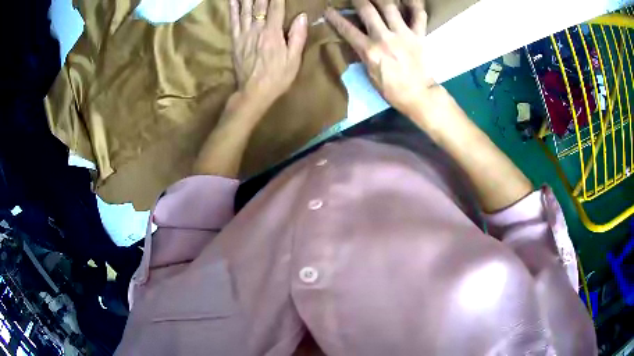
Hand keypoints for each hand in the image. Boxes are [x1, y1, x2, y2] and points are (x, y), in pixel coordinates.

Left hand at [229, 0, 307, 107]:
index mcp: (273, 33)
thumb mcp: (293, 60)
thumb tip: (302, 16)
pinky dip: (232, 8)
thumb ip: (297, 36)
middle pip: (259, 4)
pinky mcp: (235, 40)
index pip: (276, 6)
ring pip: (245, 9)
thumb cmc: (277, 77)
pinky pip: (233, 20)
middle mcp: (257, 29)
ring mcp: (244, 34)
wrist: (253, 93)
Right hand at [325, 0, 432, 116]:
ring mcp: (403, 34)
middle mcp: (384, 37)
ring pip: (390, 6)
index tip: (329, 9)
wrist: (418, 95)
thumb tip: (358, 42)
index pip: (347, 29)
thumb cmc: (392, 89)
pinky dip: (416, 4)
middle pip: (367, 10)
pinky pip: (419, 15)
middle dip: (358, 0)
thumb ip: (364, 55)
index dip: (335, 17)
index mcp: (369, 50)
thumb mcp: (370, 74)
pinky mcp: (419, 35)